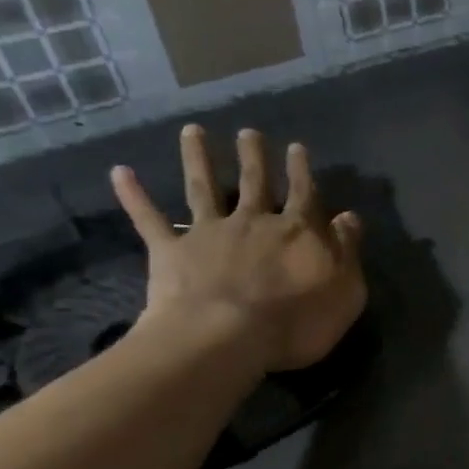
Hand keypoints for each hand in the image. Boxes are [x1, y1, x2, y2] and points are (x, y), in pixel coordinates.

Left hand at [111, 125, 366, 374]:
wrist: (228, 337)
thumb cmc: (298, 321)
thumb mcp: (345, 290)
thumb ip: (347, 251)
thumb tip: (349, 217)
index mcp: (297, 231)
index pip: (303, 194)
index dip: (302, 171)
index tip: (297, 148)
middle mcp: (253, 221)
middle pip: (255, 182)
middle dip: (253, 156)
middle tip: (248, 133)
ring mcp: (209, 233)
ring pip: (204, 188)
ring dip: (198, 158)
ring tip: (192, 131)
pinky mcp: (172, 251)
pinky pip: (150, 219)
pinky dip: (134, 196)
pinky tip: (120, 173)